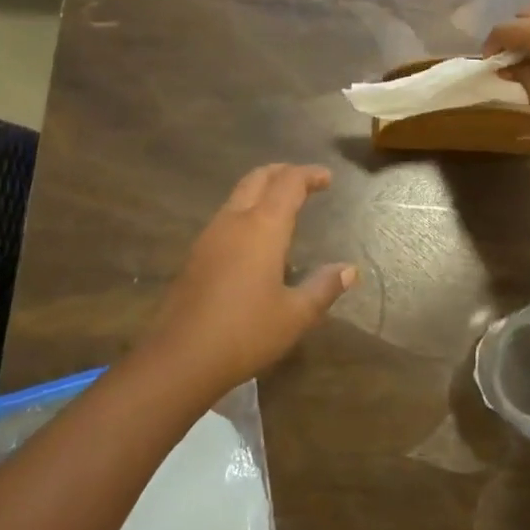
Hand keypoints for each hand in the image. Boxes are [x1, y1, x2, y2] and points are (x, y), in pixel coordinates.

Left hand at [143, 164, 356, 398]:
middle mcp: (235, 220)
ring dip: (262, 189)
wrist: (180, 357)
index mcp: (263, 227)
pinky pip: (226, 216)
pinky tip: (255, 237)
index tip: (327, 178)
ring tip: (282, 205)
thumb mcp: (295, 315)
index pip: (289, 183)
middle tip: (304, 181)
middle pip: (258, 178)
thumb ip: (323, 287)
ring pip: (238, 195)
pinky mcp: (196, 254)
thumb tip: (349, 270)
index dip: (309, 175)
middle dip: (283, 172)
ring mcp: (210, 235)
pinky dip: (247, 210)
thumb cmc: (245, 333)